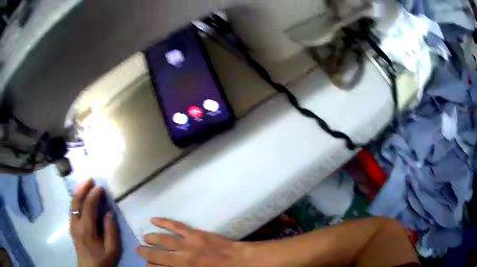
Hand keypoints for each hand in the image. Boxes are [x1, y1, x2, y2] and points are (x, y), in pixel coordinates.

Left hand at [70, 178, 118, 266]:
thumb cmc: (102, 260)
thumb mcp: (112, 249)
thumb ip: (111, 231)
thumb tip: (109, 213)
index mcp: (87, 229)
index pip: (88, 207)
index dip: (94, 195)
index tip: (100, 187)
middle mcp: (76, 223)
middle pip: (77, 201)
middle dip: (83, 188)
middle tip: (90, 178)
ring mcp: (72, 224)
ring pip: (73, 203)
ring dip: (78, 191)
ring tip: (85, 183)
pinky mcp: (72, 226)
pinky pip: (72, 208)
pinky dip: (76, 198)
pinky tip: (80, 196)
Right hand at [136, 218, 252, 266]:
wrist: (242, 261)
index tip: (146, 265)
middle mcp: (182, 257)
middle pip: (158, 255)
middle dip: (146, 253)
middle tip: (138, 250)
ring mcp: (187, 243)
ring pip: (163, 239)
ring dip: (151, 238)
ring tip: (143, 238)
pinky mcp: (195, 233)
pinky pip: (176, 226)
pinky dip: (164, 222)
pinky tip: (153, 219)